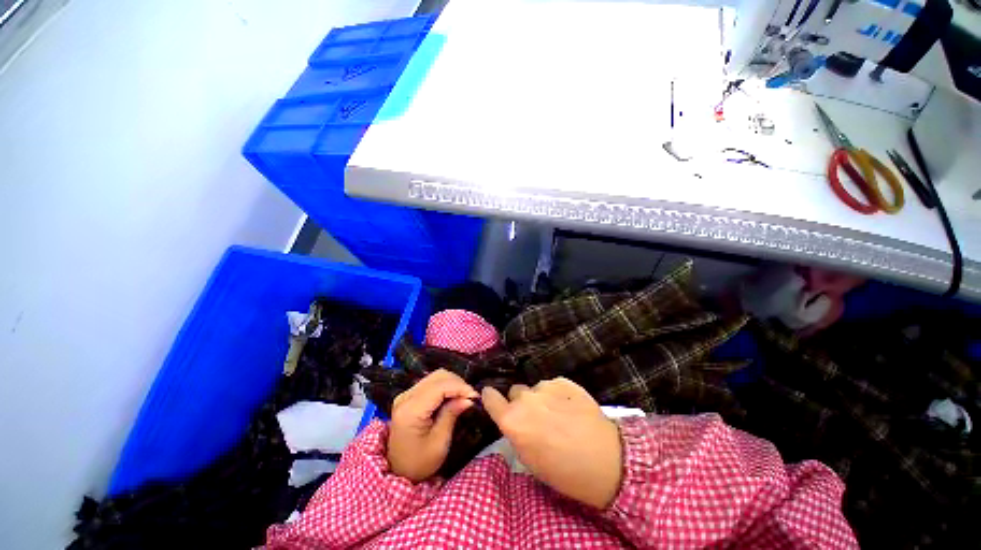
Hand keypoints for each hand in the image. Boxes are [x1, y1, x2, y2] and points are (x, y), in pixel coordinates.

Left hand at [387, 369, 478, 481]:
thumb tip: (468, 398)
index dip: (460, 387)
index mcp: (411, 410)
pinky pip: (431, 382)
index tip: (475, 396)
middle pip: (438, 377)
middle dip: (458, 383)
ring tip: (464, 396)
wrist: (397, 470)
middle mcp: (406, 397)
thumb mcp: (439, 443)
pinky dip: (446, 385)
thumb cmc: (419, 463)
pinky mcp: (409, 395)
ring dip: (453, 383)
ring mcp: (406, 394)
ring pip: (436, 376)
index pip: (439, 387)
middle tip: (471, 397)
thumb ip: (451, 415)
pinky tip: (454, 396)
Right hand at [482, 378, 622, 508]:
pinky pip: (553, 386)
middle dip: (521, 403)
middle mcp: (524, 399)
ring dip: (541, 399)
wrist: (605, 461)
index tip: (492, 398)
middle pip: (515, 392)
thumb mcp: (530, 460)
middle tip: (537, 418)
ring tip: (559, 414)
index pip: (490, 397)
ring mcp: (545, 387)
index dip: (491, 398)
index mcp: (512, 421)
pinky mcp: (563, 381)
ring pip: (535, 389)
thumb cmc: (564, 472)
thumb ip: (516, 433)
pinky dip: (557, 395)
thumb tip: (514, 421)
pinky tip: (571, 408)